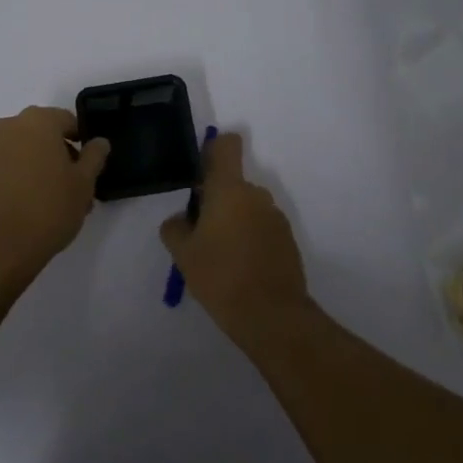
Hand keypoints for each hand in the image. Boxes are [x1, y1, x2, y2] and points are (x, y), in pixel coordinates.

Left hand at [0, 106, 109, 290]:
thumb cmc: (48, 208)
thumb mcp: (84, 183)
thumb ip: (94, 157)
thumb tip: (99, 142)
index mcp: (37, 121)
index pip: (67, 121)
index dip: (82, 141)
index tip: (89, 165)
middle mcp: (9, 126)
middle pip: (43, 135)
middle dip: (61, 156)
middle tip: (76, 186)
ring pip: (24, 152)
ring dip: (41, 168)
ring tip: (56, 202)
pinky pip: (7, 167)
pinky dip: (21, 178)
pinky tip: (32, 206)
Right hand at [160, 132, 310, 344]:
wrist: (272, 316)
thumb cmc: (220, 276)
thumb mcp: (182, 253)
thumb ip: (175, 227)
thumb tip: (182, 219)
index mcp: (229, 189)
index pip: (227, 146)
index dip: (213, 149)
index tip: (200, 173)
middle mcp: (256, 195)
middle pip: (232, 183)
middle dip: (216, 200)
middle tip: (199, 233)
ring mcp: (276, 218)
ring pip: (247, 208)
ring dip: (233, 221)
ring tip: (219, 257)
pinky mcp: (288, 241)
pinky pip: (261, 228)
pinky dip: (249, 239)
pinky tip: (238, 269)